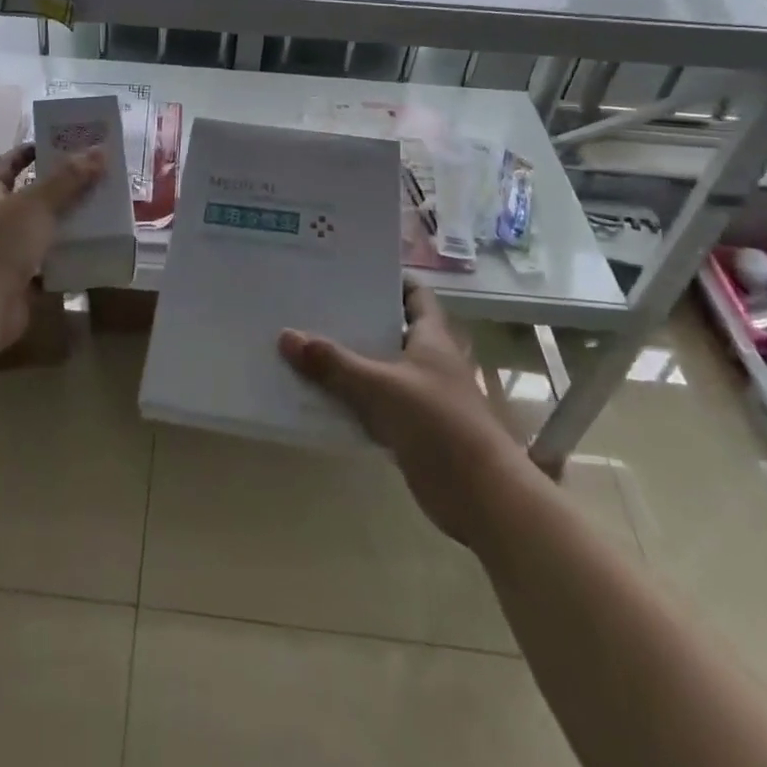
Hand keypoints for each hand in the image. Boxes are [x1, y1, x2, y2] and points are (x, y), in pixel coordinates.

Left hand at [0, 143, 103, 352]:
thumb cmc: (2, 246)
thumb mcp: (37, 205)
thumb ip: (69, 179)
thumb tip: (100, 150)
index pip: (6, 165)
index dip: (27, 152)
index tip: (54, 144)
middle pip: (28, 198)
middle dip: (58, 188)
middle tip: (91, 177)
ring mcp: (7, 254)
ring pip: (41, 231)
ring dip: (66, 223)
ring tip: (99, 211)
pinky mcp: (20, 283)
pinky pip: (48, 264)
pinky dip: (67, 258)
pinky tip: (93, 250)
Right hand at [279, 279, 530, 546]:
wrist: (481, 497)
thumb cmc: (438, 425)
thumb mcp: (379, 388)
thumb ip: (333, 364)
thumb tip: (286, 336)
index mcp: (432, 337)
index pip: (413, 293)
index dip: (388, 278)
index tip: (349, 270)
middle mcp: (429, 360)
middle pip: (389, 328)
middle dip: (355, 318)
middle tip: (312, 302)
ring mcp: (421, 395)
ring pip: (379, 367)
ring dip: (349, 360)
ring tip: (305, 342)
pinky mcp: (412, 428)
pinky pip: (374, 404)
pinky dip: (351, 398)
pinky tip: (317, 393)